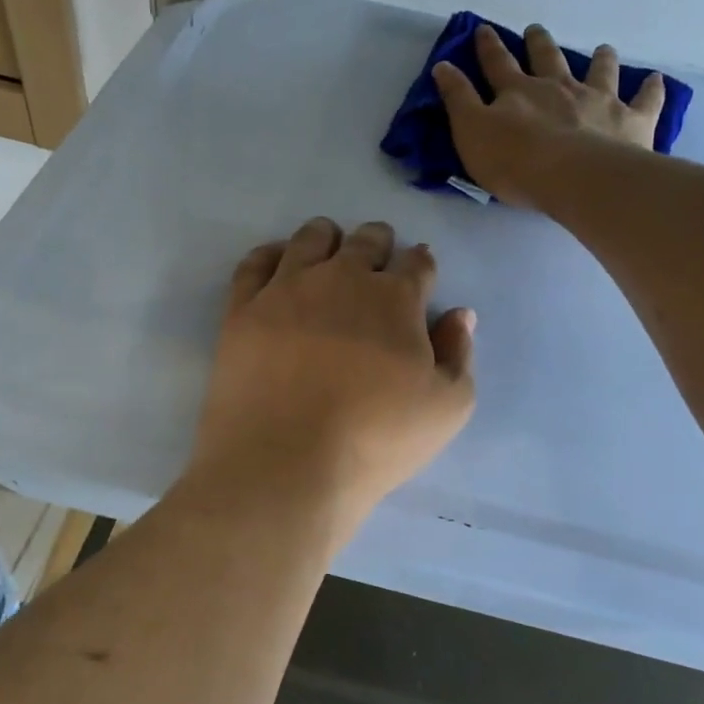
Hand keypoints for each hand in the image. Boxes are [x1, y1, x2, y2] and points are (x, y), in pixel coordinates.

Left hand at [189, 218, 475, 536]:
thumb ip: (459, 354)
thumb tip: (458, 314)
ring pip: (311, 238)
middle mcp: (342, 278)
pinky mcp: (243, 308)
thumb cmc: (375, 440)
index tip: (420, 273)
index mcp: (396, 298)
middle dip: (379, 244)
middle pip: (366, 240)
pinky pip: (256, 262)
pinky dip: (272, 254)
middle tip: (377, 260)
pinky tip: (279, 264)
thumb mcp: (447, 408)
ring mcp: (287, 288)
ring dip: (328, 238)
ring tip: (330, 252)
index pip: (417, 263)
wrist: (284, 464)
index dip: (421, 266)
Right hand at [432, 23, 666, 208]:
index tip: (483, 30)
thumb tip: (442, 66)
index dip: (488, 47)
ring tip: (602, 49)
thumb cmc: (516, 162)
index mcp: (518, 91)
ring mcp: (598, 100)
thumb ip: (458, 100)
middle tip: (536, 29)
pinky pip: (646, 100)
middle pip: (547, 58)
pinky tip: (656, 80)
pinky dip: (651, 89)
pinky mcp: (631, 120)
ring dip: (599, 59)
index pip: (497, 64)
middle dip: (539, 43)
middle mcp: (559, 87)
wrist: (576, 178)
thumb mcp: (471, 133)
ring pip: (599, 71)